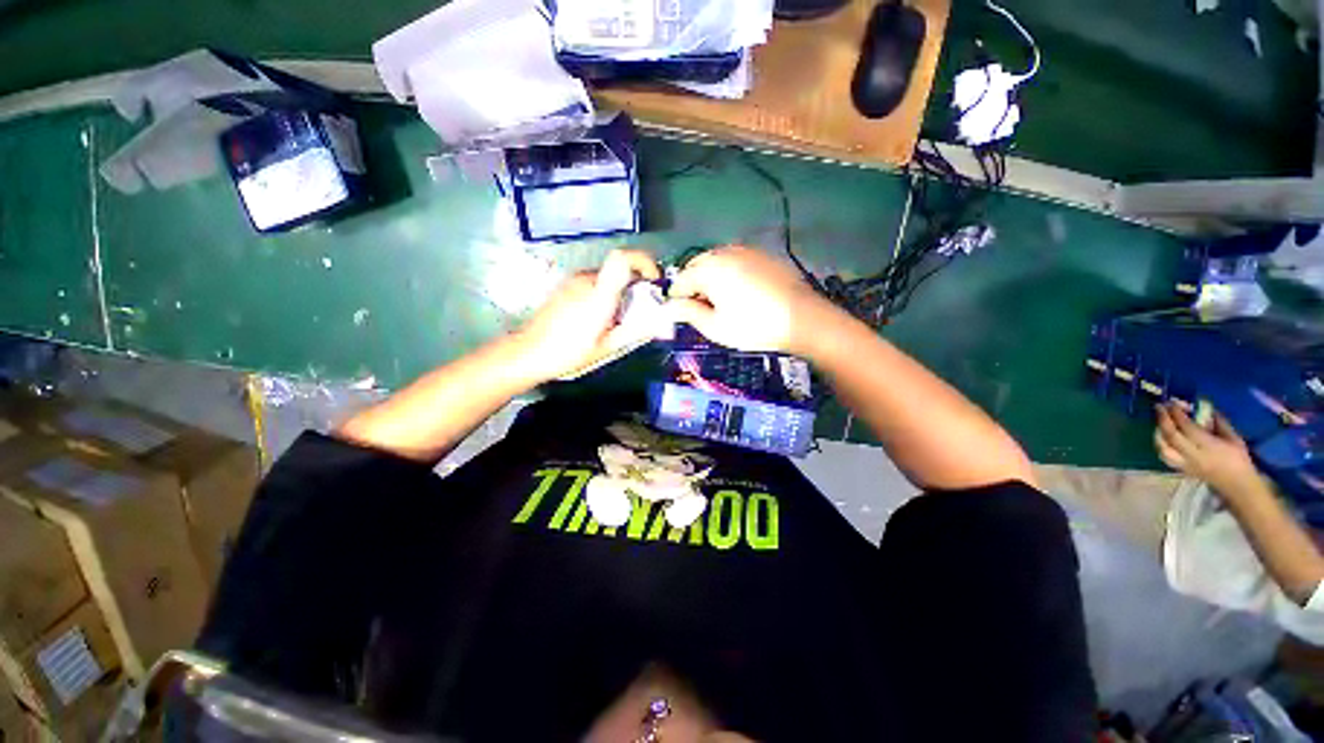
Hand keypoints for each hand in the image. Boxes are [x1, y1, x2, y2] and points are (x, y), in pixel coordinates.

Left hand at [514, 249, 661, 382]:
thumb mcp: (607, 348)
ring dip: (621, 293)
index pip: (622, 258)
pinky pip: (595, 283)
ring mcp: (574, 281)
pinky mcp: (567, 286)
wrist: (527, 352)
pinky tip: (599, 319)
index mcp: (598, 294)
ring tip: (618, 321)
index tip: (655, 281)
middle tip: (640, 313)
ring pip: (608, 278)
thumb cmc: (567, 353)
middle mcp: (586, 280)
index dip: (644, 262)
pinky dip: (606, 295)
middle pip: (620, 270)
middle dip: (637, 287)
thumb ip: (637, 331)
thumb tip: (663, 322)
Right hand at [665, 246, 836, 355]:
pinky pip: (735, 260)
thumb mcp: (716, 326)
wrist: (802, 318)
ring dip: (711, 278)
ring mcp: (745, 250)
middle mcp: (724, 252)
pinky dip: (729, 273)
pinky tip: (741, 292)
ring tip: (722, 301)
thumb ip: (688, 313)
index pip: (680, 281)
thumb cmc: (754, 326)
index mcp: (709, 269)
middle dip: (694, 286)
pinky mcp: (762, 254)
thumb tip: (669, 307)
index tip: (682, 316)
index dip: (677, 299)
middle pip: (696, 267)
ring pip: (716, 262)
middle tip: (703, 309)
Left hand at [1155, 403, 1260, 496]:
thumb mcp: (1234, 437)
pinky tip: (1161, 436)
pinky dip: (1159, 444)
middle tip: (1159, 406)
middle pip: (1172, 436)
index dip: (1178, 414)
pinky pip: (1164, 457)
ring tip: (1160, 421)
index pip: (1187, 428)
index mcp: (1209, 447)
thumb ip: (1219, 422)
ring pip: (1163, 447)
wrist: (1237, 484)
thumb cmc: (1238, 459)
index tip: (1172, 402)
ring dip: (1158, 432)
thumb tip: (1205, 407)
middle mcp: (1193, 456)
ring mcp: (1184, 464)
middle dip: (1163, 419)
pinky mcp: (1180, 470)